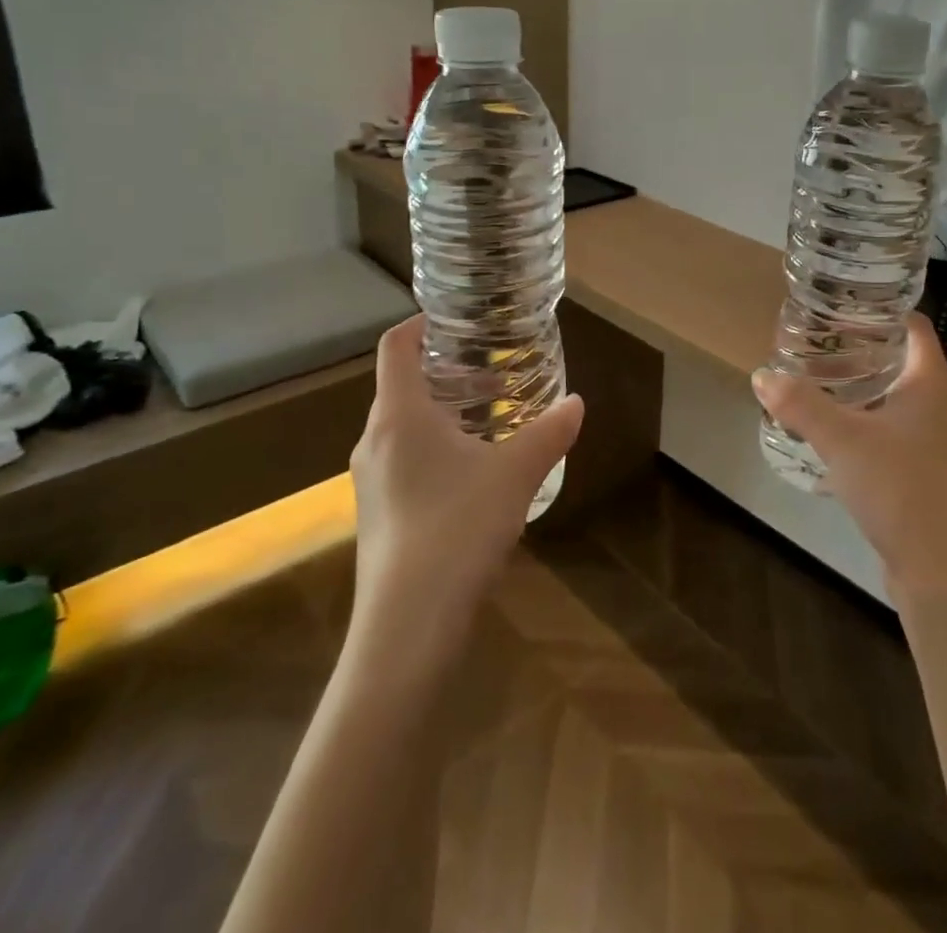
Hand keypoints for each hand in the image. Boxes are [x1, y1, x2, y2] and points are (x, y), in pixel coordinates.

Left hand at [349, 317, 584, 646]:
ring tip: (489, 420)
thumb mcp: (516, 474)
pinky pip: (402, 460)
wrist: (407, 626)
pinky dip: (434, 447)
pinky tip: (473, 474)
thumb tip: (578, 403)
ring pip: (402, 426)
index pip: (395, 347)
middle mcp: (373, 440)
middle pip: (401, 386)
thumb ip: (549, 433)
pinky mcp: (376, 514)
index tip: (455, 321)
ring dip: (442, 413)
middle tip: (492, 373)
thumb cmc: (457, 528)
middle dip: (446, 373)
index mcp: (398, 415)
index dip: (420, 325)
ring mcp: (369, 481)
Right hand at [753, 315, 946, 598]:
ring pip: (897, 404)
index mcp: (930, 385)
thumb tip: (762, 375)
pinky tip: (835, 442)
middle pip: (902, 363)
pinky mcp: (929, 478)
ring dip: (862, 394)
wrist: (945, 572)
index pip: (914, 327)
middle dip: (861, 352)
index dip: (882, 312)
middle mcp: (941, 408)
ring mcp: (939, 446)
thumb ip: (800, 404)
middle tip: (818, 346)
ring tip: (819, 388)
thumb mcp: (842, 439)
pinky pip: (895, 438)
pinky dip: (867, 429)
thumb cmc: (901, 488)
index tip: (842, 307)